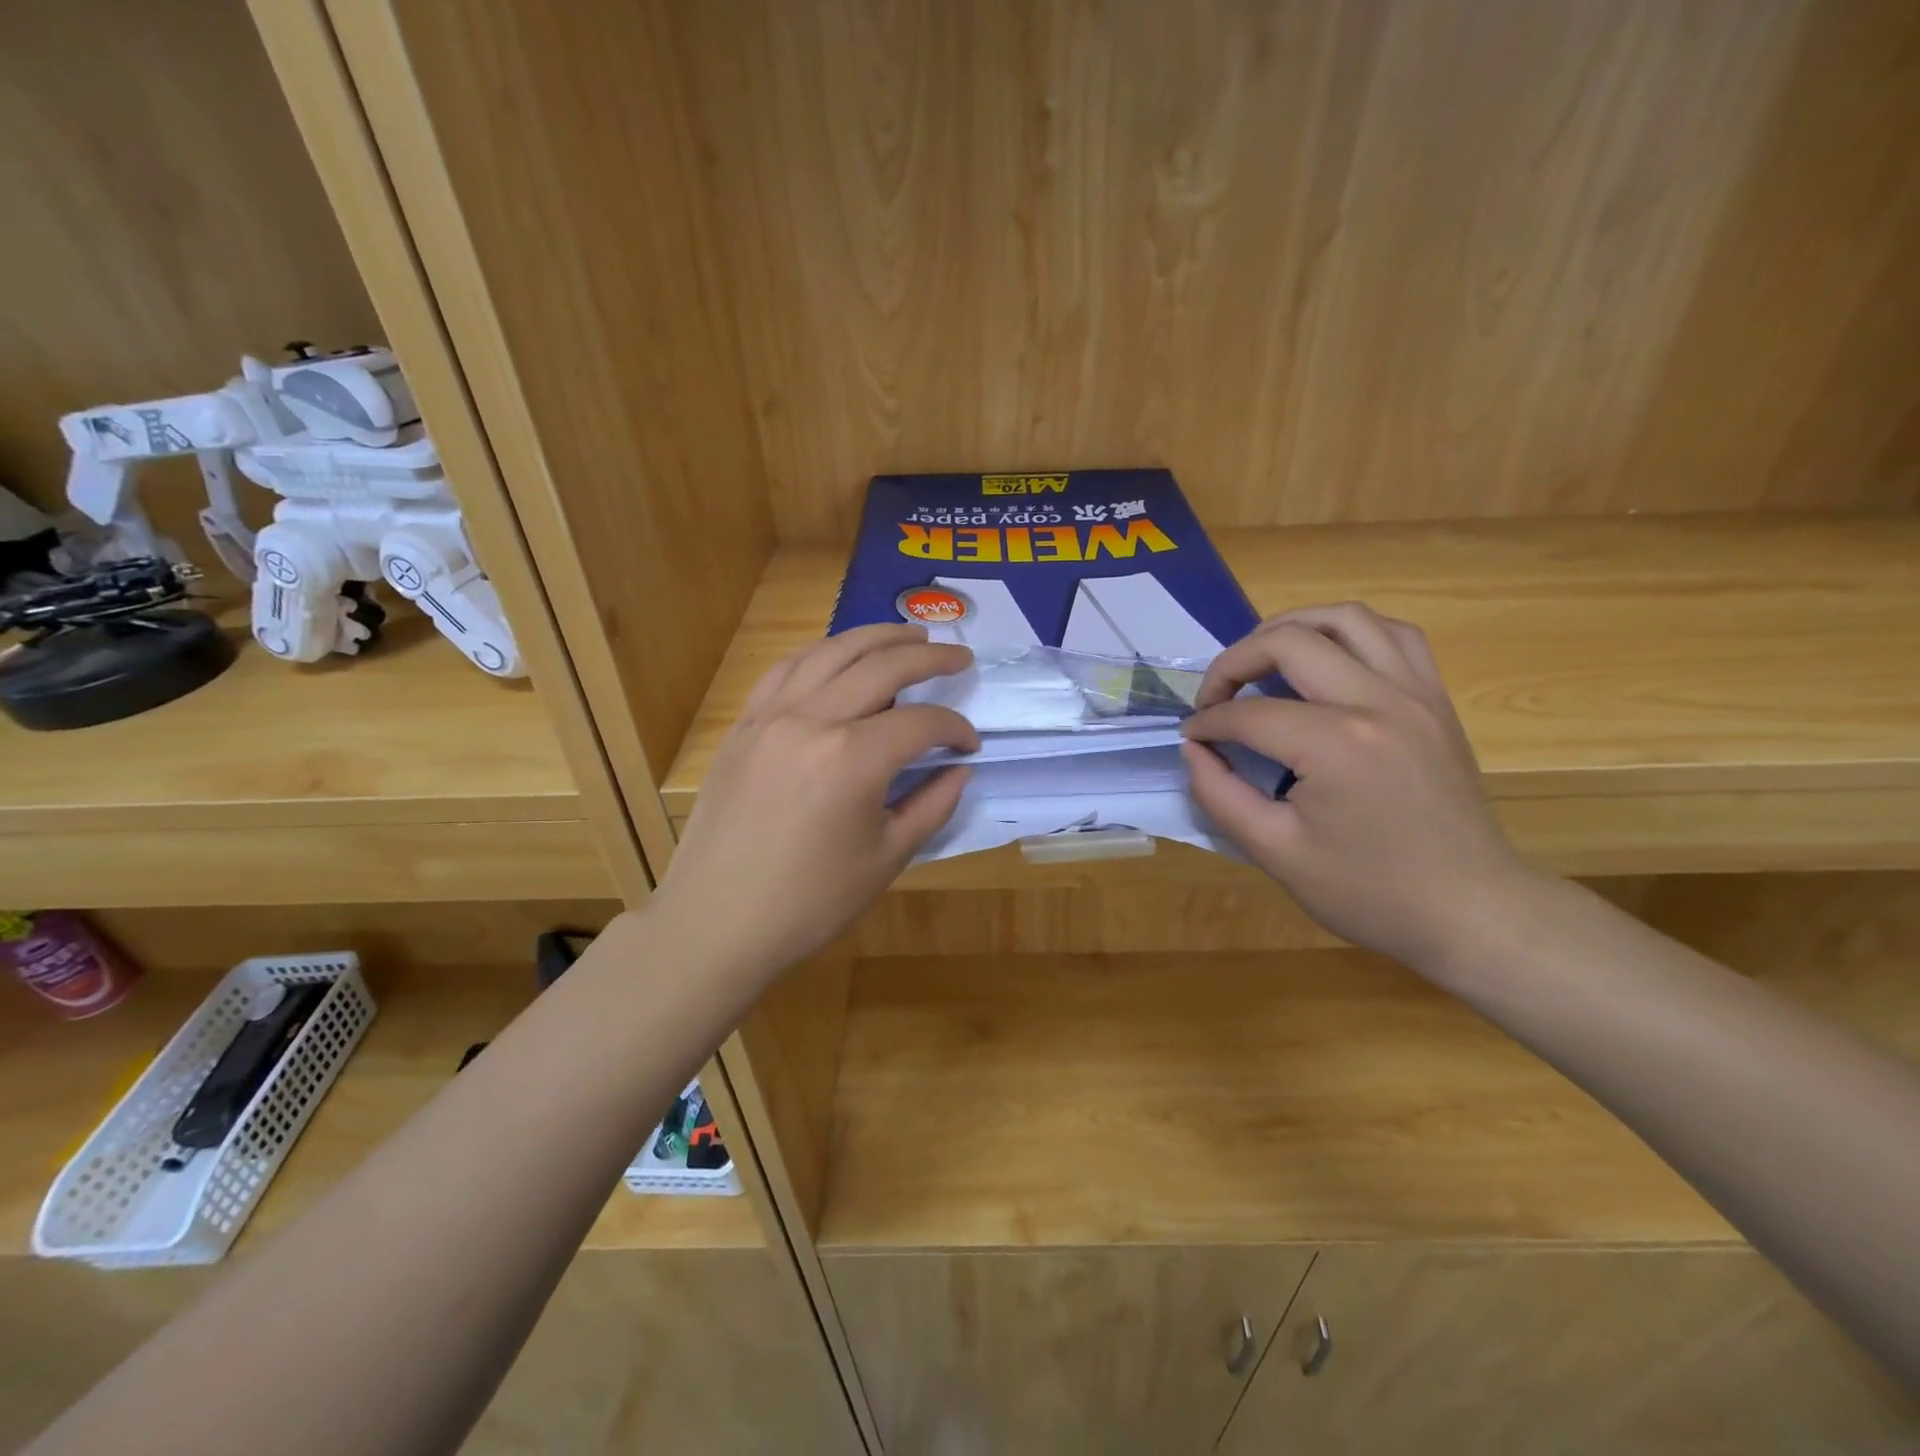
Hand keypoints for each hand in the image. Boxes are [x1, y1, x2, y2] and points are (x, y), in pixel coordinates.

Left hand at [658, 624, 978, 977]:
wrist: (717, 922)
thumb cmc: (810, 902)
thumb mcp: (886, 859)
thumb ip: (932, 805)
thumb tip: (959, 769)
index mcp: (852, 759)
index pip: (920, 723)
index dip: (954, 729)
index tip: (970, 744)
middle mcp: (811, 720)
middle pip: (881, 666)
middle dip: (929, 657)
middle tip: (959, 656)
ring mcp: (770, 717)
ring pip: (830, 653)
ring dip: (875, 637)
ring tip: (909, 634)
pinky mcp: (743, 726)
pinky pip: (786, 670)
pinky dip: (821, 654)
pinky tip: (839, 656)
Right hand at [1181, 603, 1537, 973]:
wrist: (1471, 912)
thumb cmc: (1368, 892)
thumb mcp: (1275, 853)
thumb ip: (1220, 794)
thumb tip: (1194, 749)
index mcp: (1335, 745)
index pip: (1249, 712)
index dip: (1207, 722)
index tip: (1191, 739)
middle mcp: (1378, 701)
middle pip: (1290, 641)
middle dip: (1234, 661)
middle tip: (1215, 698)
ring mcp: (1416, 694)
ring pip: (1346, 618)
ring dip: (1291, 629)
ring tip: (1263, 660)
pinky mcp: (1437, 700)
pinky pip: (1394, 635)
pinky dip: (1349, 634)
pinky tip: (1327, 660)